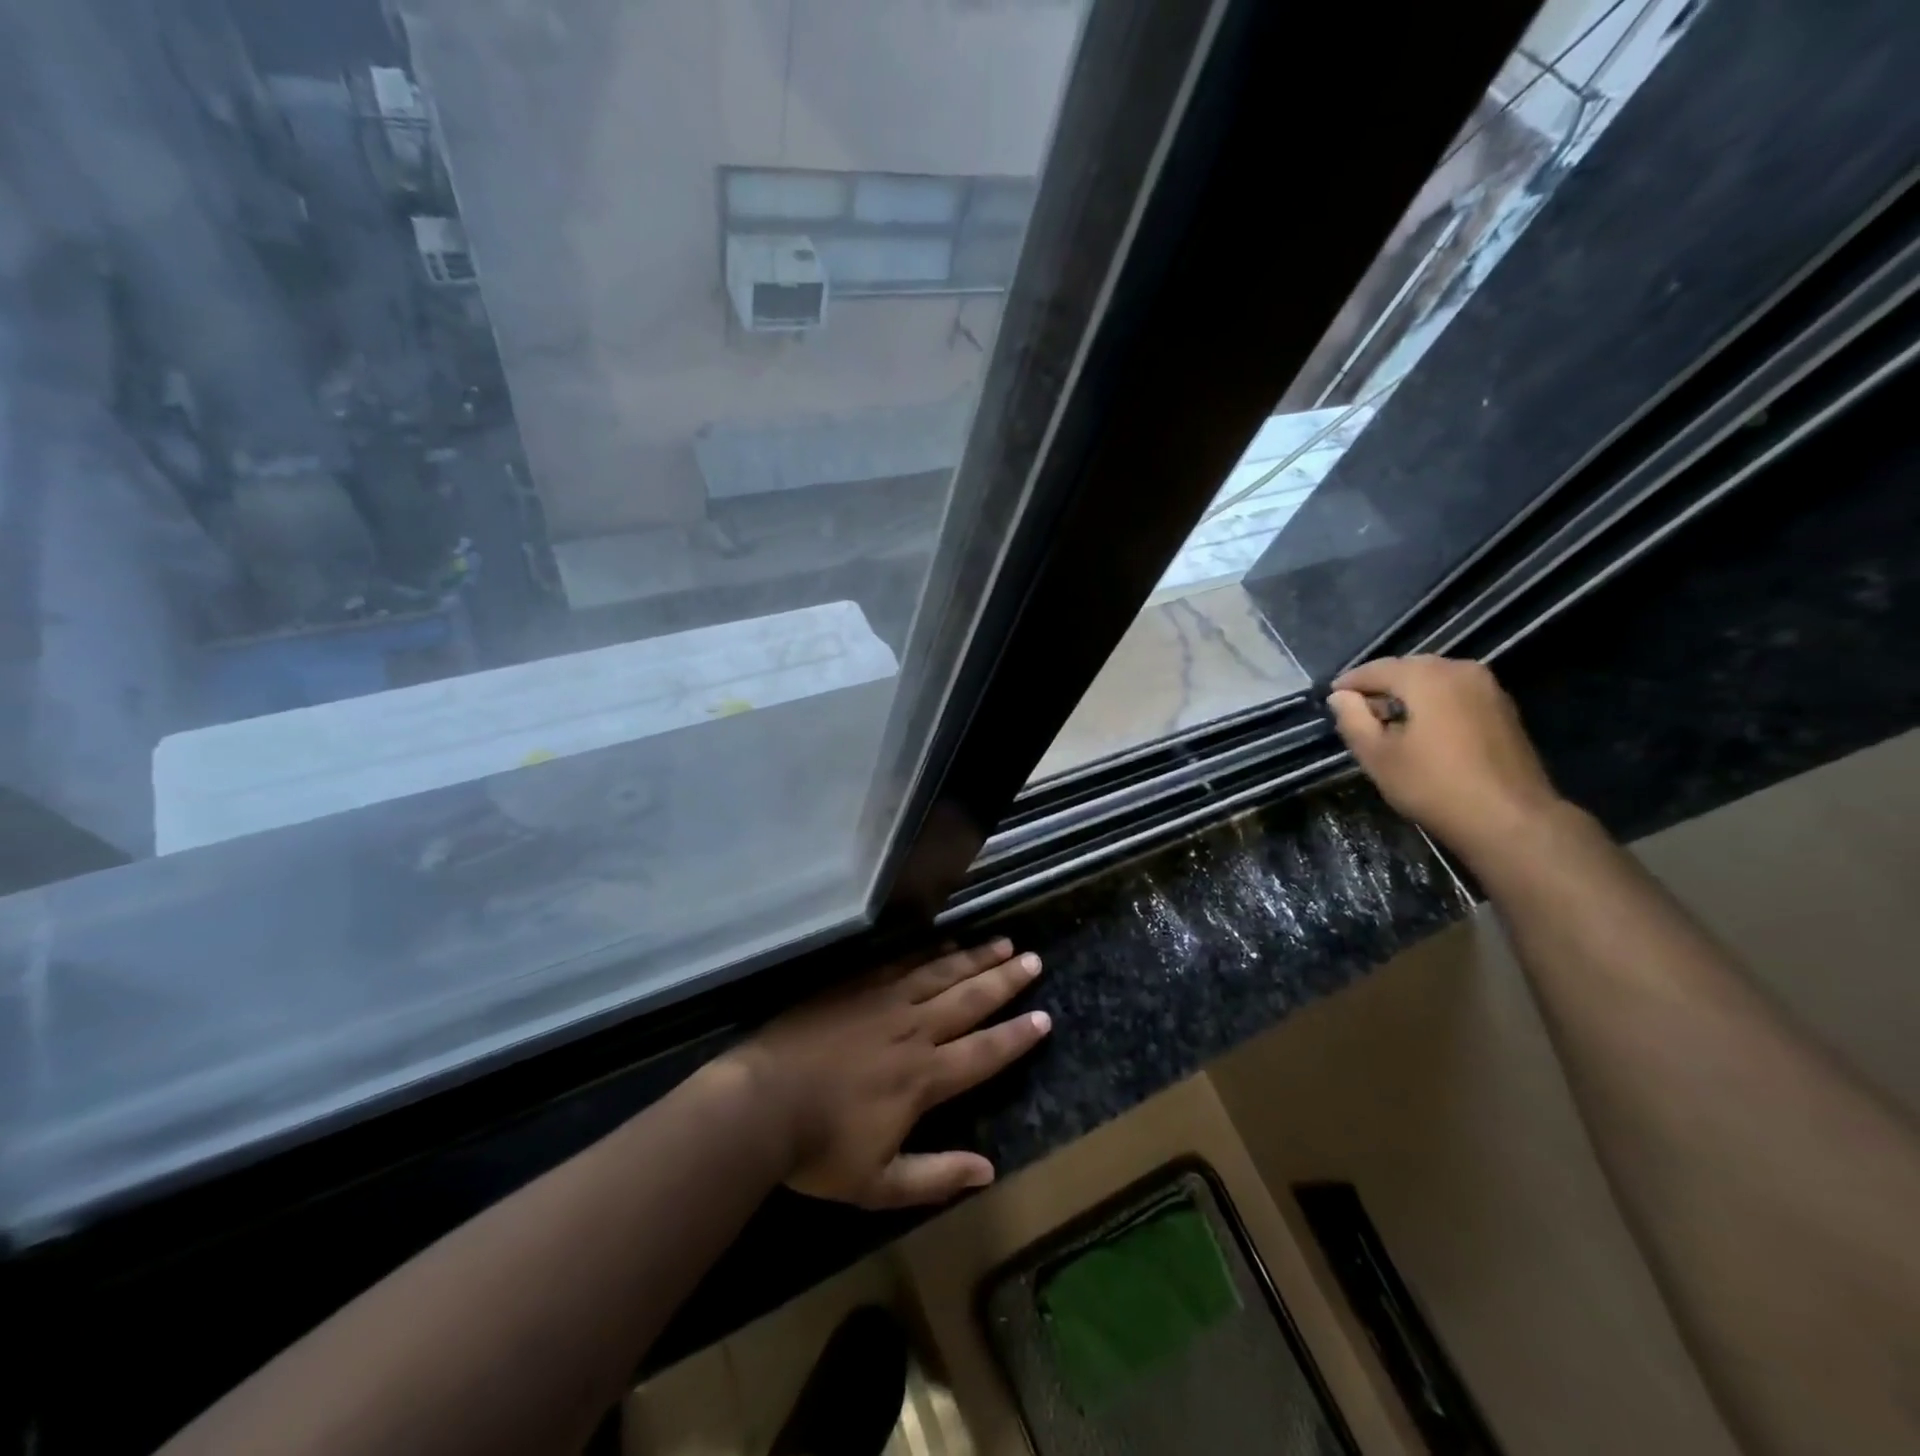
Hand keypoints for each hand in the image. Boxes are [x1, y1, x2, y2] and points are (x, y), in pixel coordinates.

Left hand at [726, 940, 1051, 1208]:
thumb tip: (988, 1172)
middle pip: (969, 999)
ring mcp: (884, 1001)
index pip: (983, 1052)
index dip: (1016, 1036)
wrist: (760, 1103)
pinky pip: (902, 962)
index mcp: (924, 1077)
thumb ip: (935, 1176)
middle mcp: (913, 1030)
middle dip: (1005, 980)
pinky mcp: (856, 985)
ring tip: (1002, 942)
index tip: (1044, 1017)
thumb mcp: (879, 1183)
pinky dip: (928, 952)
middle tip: (1033, 959)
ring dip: (974, 957)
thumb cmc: (819, 1149)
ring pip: (940, 973)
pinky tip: (943, 943)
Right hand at [1327, 655, 1564, 861]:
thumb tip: (1341, 696)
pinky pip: (1455, 694)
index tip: (1330, 698)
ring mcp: (1488, 688)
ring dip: (1407, 696)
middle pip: (1408, 669)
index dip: (1350, 683)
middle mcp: (1460, 670)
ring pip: (1434, 680)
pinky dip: (1433, 704)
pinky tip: (1421, 730)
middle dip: (1380, 687)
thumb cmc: (1432, 785)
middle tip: (1357, 712)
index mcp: (1427, 676)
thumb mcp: (1376, 755)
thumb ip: (1352, 719)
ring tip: (1387, 723)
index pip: (1377, 669)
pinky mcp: (1503, 709)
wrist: (1509, 819)